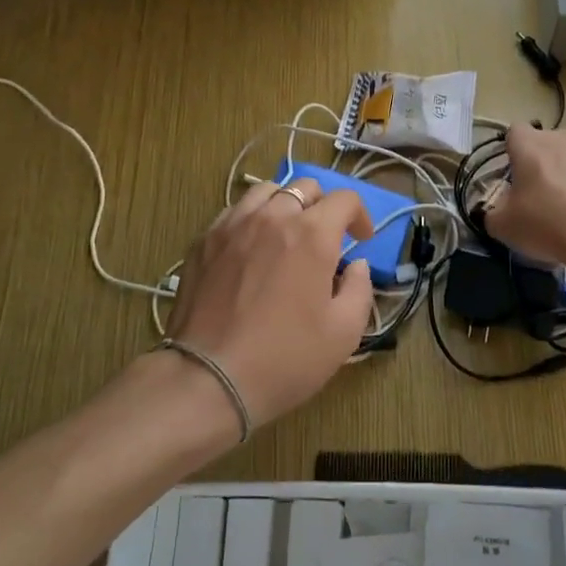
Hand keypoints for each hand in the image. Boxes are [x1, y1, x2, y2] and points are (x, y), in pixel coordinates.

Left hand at [165, 179, 376, 427]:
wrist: (207, 378)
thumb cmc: (284, 358)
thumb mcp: (343, 334)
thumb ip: (360, 290)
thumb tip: (357, 266)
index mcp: (312, 234)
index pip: (344, 199)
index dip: (360, 215)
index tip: (361, 241)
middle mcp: (273, 217)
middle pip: (305, 187)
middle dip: (323, 206)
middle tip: (326, 238)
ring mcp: (233, 225)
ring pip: (266, 191)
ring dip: (285, 204)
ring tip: (286, 233)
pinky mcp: (204, 241)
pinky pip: (234, 211)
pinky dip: (252, 218)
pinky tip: (251, 247)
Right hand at [483, 123, 565, 267]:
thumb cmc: (549, 227)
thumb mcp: (504, 227)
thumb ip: (491, 213)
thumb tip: (492, 210)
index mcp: (529, 146)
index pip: (515, 131)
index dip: (516, 151)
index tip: (519, 174)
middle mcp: (562, 134)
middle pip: (551, 137)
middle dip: (550, 156)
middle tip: (551, 189)